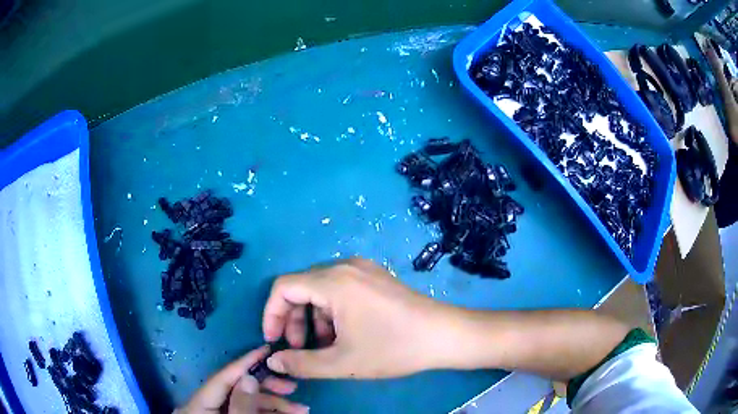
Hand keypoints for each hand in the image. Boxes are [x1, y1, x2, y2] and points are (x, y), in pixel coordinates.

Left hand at [175, 346, 308, 413]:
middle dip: (268, 389)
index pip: (221, 378)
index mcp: (197, 406)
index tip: (266, 349)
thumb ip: (241, 406)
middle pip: (237, 390)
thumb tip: (249, 376)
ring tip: (302, 410)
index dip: (244, 362)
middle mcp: (204, 408)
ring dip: (275, 405)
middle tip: (293, 386)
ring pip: (246, 403)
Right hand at [262, 258, 455, 378]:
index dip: (271, 314)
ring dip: (313, 318)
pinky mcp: (375, 277)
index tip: (273, 340)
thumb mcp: (343, 362)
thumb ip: (301, 363)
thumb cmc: (393, 348)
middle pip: (301, 288)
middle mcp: (345, 266)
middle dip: (293, 320)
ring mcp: (363, 269)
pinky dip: (331, 311)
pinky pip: (340, 289)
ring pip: (321, 290)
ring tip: (323, 346)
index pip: (283, 287)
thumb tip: (273, 361)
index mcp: (334, 281)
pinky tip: (343, 334)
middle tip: (299, 348)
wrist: (444, 335)